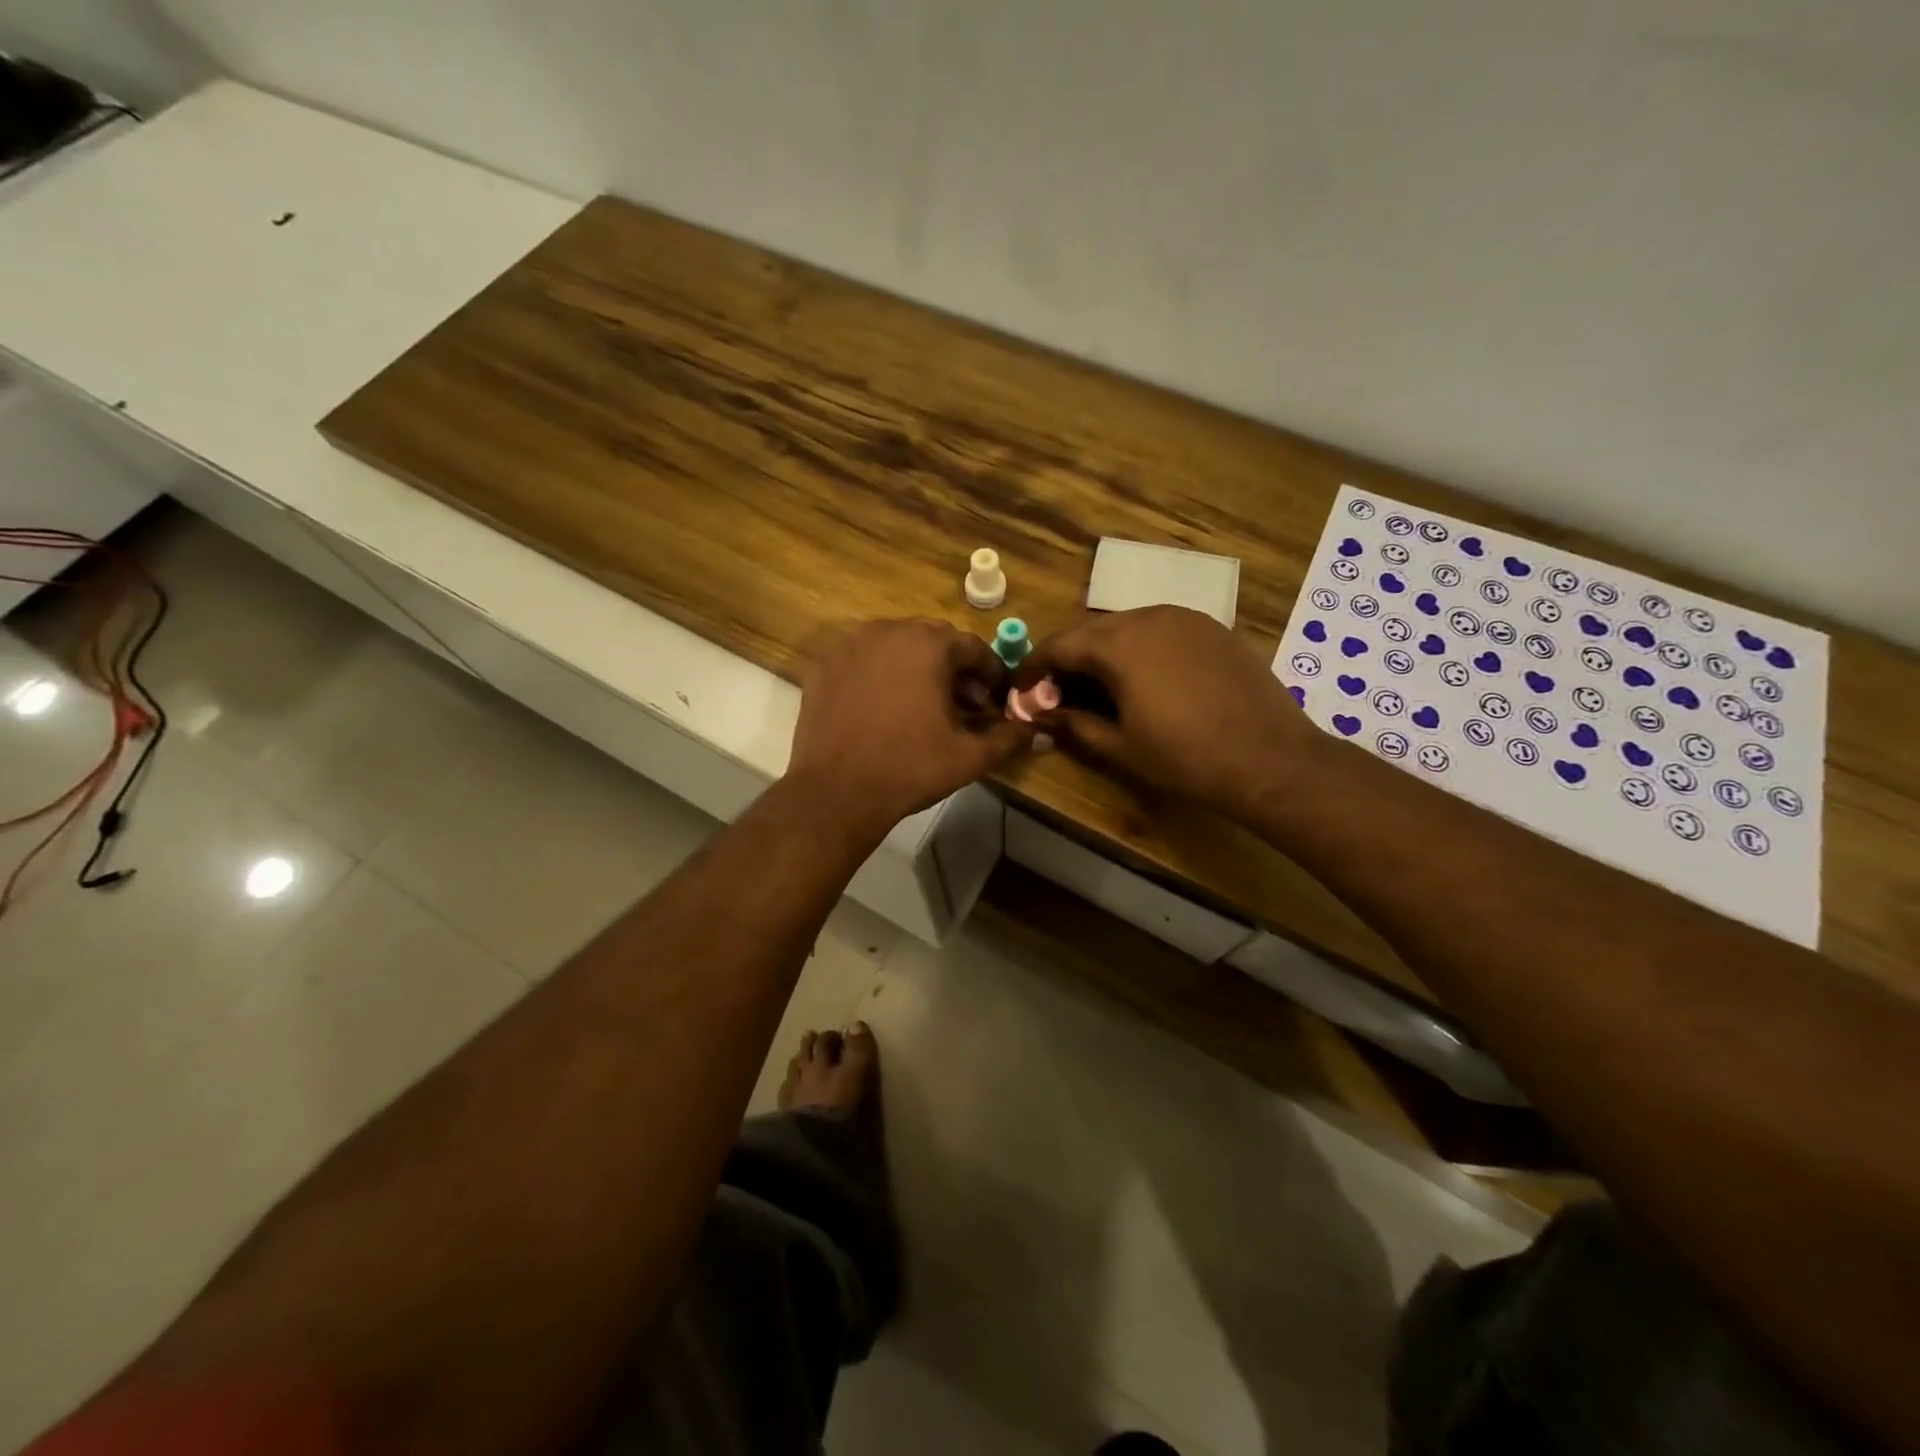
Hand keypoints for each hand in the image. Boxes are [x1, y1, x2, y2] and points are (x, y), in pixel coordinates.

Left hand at [787, 619, 1034, 835]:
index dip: (991, 673)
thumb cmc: (910, 768)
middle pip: (934, 641)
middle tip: (964, 706)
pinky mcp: (825, 666)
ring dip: (918, 669)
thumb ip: (1009, 738)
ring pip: (897, 647)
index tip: (996, 700)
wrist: (836, 792)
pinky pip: (865, 661)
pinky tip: (884, 709)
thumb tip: (1039, 731)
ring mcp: (851, 646)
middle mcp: (888, 632)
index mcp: (928, 644)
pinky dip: (882, 675)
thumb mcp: (970, 756)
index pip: (973, 647)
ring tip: (924, 707)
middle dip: (955, 670)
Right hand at [1020, 606, 1315, 819]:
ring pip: (1126, 628)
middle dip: (1067, 662)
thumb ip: (1071, 724)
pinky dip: (1138, 651)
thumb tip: (1038, 716)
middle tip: (1056, 696)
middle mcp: (1149, 616)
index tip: (1020, 693)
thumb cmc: (1186, 757)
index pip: (1059, 645)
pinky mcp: (1212, 629)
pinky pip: (1160, 631)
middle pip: (1091, 632)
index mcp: (1120, 642)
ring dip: (1102, 655)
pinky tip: (1143, 682)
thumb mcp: (1119, 747)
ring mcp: (1185, 618)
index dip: (1032, 669)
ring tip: (1097, 691)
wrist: (1271, 759)